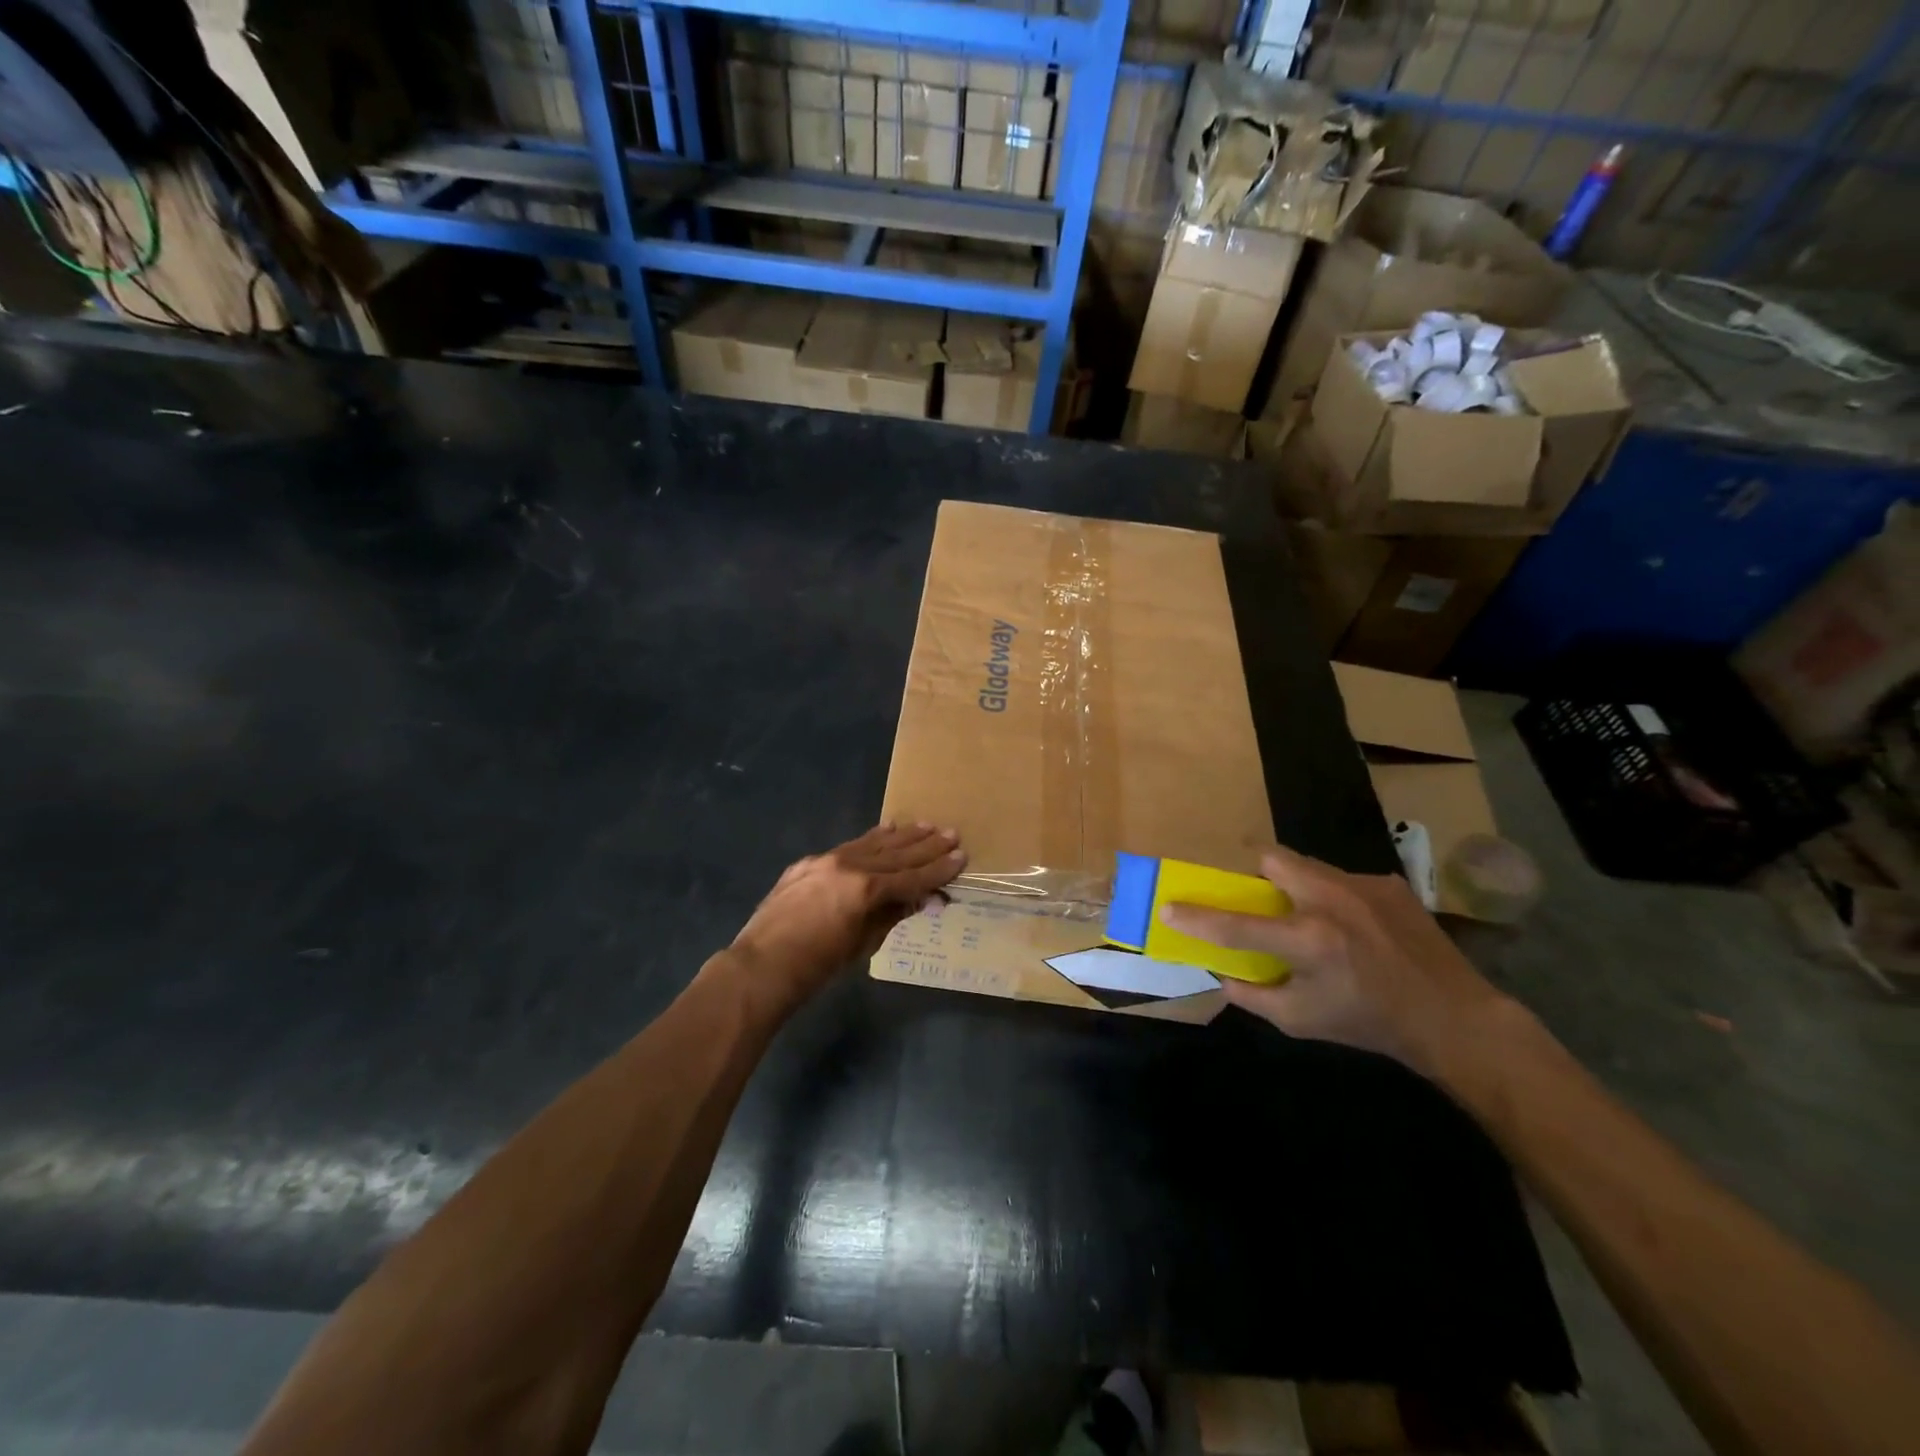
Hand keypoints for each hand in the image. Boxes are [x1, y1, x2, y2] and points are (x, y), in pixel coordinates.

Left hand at [728, 823, 966, 1006]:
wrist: (760, 967)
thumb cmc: (816, 968)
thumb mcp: (862, 944)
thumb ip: (891, 915)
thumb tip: (920, 899)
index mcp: (865, 889)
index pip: (911, 877)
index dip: (938, 869)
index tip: (960, 857)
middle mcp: (848, 866)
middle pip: (895, 854)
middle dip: (925, 846)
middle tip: (951, 833)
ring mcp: (825, 861)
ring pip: (871, 844)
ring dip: (901, 836)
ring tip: (925, 825)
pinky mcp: (808, 863)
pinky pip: (848, 847)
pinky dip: (870, 839)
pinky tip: (885, 830)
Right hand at [1160, 844, 1511, 1077]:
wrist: (1455, 1018)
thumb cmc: (1371, 1023)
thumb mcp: (1302, 1021)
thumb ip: (1253, 996)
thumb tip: (1221, 973)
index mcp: (1308, 940)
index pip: (1236, 924)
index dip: (1196, 917)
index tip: (1168, 907)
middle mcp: (1332, 901)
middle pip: (1271, 858)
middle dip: (1254, 874)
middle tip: (1260, 900)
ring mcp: (1363, 886)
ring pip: (1307, 865)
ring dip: (1295, 885)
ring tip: (1313, 919)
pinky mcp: (1388, 883)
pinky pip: (1342, 879)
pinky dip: (1334, 898)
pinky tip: (1355, 929)